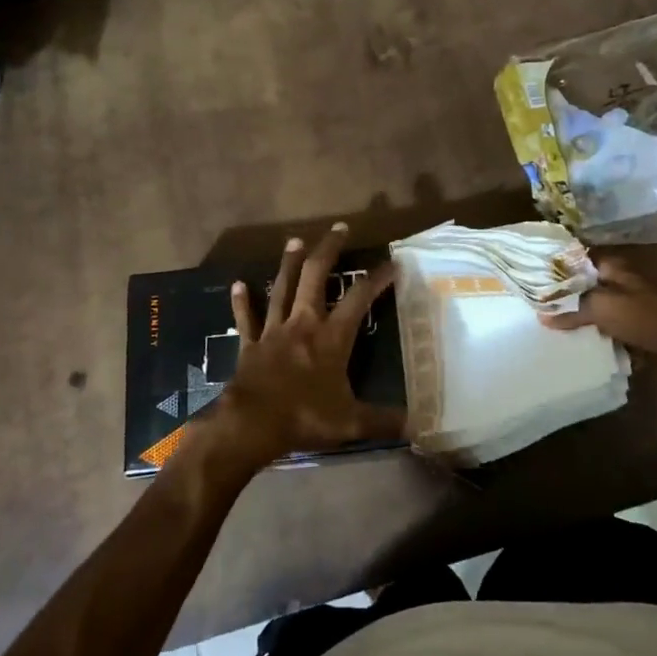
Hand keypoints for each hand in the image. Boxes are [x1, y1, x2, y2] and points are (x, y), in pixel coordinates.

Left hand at [209, 223, 404, 469]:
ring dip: (289, 263)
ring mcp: (274, 330)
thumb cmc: (305, 417)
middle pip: (316, 276)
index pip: (359, 299)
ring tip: (295, 240)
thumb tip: (419, 427)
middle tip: (339, 228)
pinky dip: (242, 301)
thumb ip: (384, 421)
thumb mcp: (351, 422)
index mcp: (332, 338)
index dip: (377, 279)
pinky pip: (246, 318)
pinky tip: (238, 284)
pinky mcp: (250, 344)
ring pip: (282, 288)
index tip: (392, 263)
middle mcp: (304, 324)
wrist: (252, 424)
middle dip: (329, 250)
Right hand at [539, 254, 656, 362]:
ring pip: (597, 309)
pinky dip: (598, 336)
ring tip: (551, 329)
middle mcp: (622, 281)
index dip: (554, 265)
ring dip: (580, 319)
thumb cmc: (649, 317)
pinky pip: (611, 330)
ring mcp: (632, 305)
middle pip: (585, 285)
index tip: (529, 276)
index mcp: (613, 266)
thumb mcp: (604, 308)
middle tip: (535, 308)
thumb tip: (542, 314)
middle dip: (563, 296)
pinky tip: (580, 346)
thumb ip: (572, 308)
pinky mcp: (640, 328)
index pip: (576, 257)